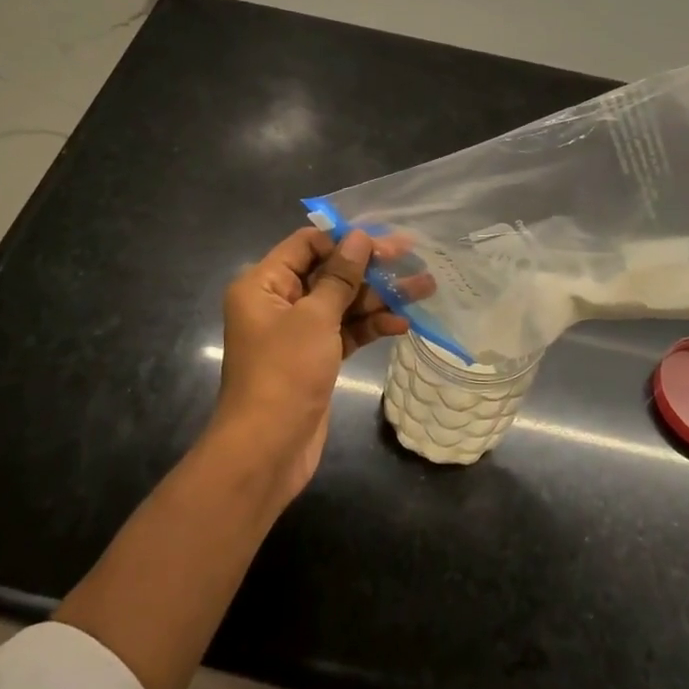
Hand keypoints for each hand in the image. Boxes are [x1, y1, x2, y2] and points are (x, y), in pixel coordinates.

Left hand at [210, 228, 408, 500]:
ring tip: (424, 288)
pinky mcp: (316, 358)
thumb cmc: (284, 373)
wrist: (267, 450)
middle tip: (413, 258)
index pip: (306, 244)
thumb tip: (360, 238)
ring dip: (379, 298)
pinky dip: (371, 326)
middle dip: (370, 268)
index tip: (384, 240)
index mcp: (264, 284)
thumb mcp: (314, 318)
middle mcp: (278, 302)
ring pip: (343, 303)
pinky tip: (403, 324)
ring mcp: (298, 332)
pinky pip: (346, 331)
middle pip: (328, 272)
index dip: (345, 240)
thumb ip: (340, 276)